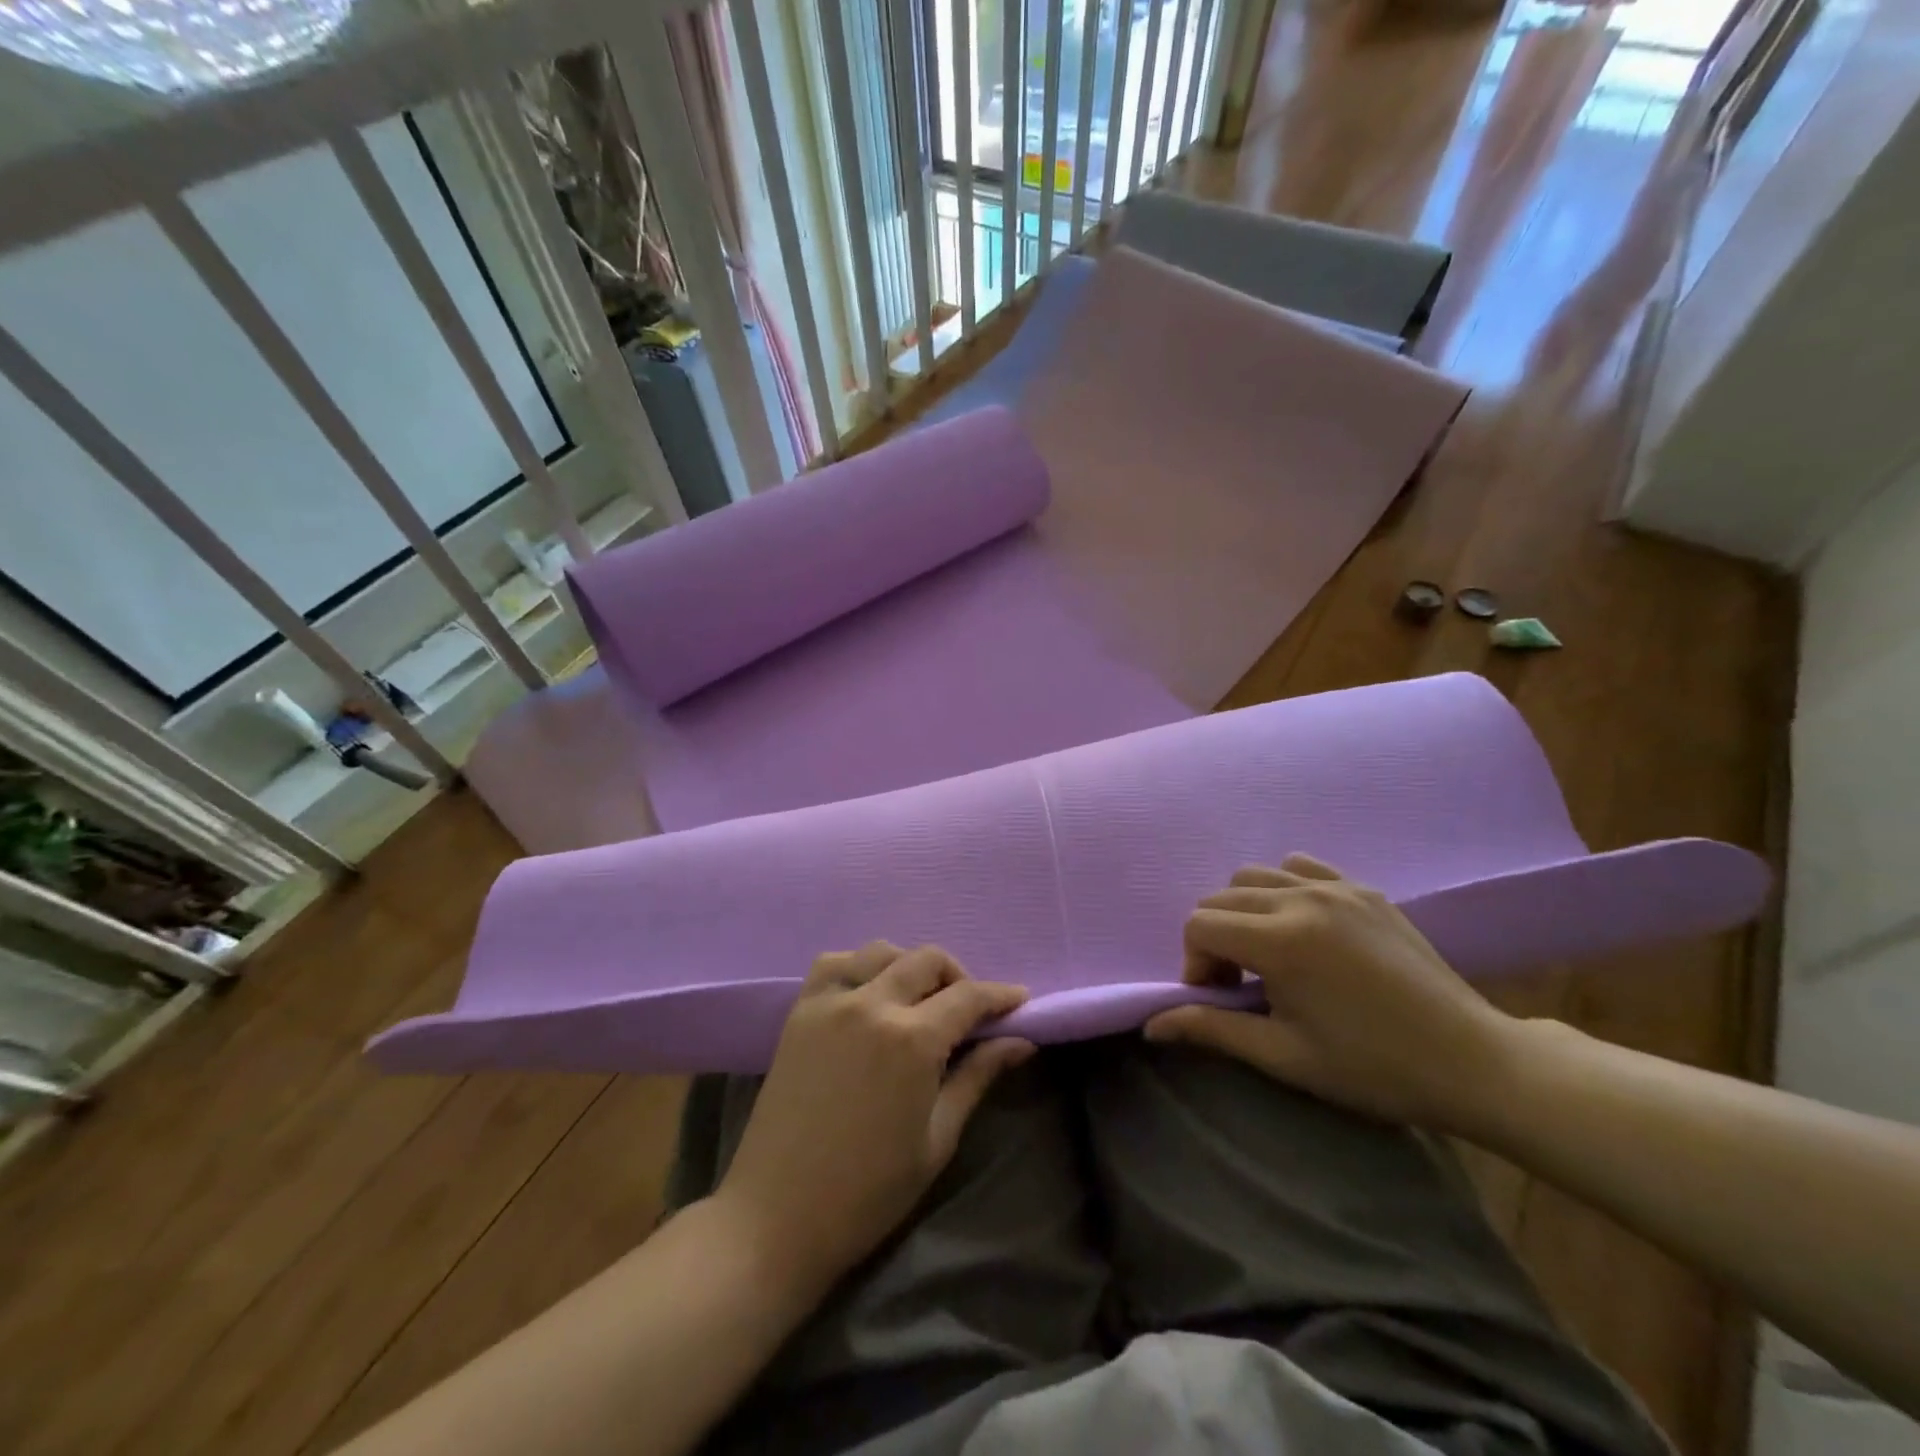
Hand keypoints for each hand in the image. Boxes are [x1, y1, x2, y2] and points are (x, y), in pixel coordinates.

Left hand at [715, 942, 1032, 1290]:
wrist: (776, 1216)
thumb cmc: (869, 1191)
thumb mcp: (938, 1138)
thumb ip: (977, 1077)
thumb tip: (1021, 1042)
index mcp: (912, 1040)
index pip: (969, 996)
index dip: (1000, 995)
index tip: (1020, 1001)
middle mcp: (872, 1004)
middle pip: (928, 960)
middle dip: (959, 977)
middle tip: (970, 1011)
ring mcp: (830, 1002)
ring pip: (882, 952)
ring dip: (911, 966)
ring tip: (919, 1002)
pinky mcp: (800, 1011)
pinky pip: (835, 962)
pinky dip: (861, 966)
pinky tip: (870, 994)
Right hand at [1145, 854, 1518, 1130]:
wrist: (1472, 1061)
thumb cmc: (1373, 1068)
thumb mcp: (1285, 1056)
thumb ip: (1213, 1029)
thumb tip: (1152, 1025)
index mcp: (1280, 941)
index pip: (1199, 925)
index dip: (1194, 963)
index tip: (1217, 998)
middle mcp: (1301, 899)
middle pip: (1221, 898)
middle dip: (1213, 939)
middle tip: (1237, 984)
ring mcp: (1336, 887)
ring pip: (1254, 876)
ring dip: (1243, 911)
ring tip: (1267, 954)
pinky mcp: (1363, 888)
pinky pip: (1300, 867)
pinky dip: (1282, 888)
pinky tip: (1300, 926)